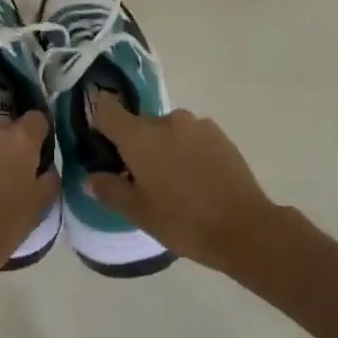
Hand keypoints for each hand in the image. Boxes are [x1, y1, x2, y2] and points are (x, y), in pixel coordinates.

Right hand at [86, 101, 277, 270]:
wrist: (245, 228)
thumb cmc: (183, 221)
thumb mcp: (138, 213)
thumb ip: (110, 190)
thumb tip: (92, 177)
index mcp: (140, 136)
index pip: (106, 109)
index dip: (97, 120)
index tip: (99, 141)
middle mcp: (167, 121)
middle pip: (138, 124)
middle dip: (134, 146)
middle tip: (139, 178)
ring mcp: (197, 125)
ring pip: (167, 131)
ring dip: (163, 149)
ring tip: (173, 182)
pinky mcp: (220, 134)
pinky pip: (191, 137)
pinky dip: (186, 151)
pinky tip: (196, 180)